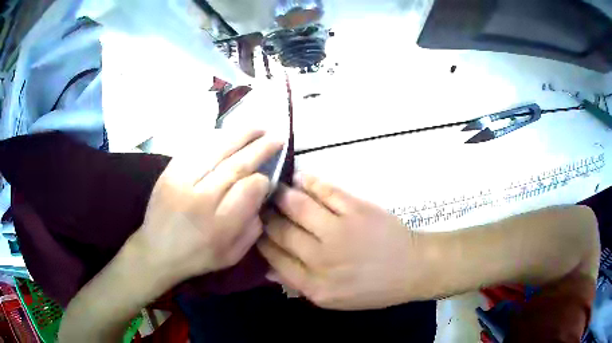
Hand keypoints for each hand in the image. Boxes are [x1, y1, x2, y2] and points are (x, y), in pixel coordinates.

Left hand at [129, 130, 282, 289]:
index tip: (269, 175)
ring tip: (256, 127)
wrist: (156, 251)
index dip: (263, 177)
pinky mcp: (168, 172)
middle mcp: (199, 199)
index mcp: (219, 226)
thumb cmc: (197, 256)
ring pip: (215, 151)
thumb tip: (261, 192)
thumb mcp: (232, 255)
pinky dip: (214, 138)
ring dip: (239, 136)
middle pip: (235, 165)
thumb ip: (252, 227)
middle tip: (276, 135)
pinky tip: (227, 134)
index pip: (249, 189)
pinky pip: (195, 148)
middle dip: (259, 147)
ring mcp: (180, 181)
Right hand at [258, 174, 429, 309]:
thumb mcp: (334, 300)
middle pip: (280, 230)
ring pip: (296, 206)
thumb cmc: (373, 288)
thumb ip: (300, 284)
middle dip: (264, 214)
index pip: (273, 257)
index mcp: (314, 285)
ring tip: (273, 187)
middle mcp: (321, 258)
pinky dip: (308, 181)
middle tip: (258, 202)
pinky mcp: (356, 209)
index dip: (260, 238)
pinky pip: (324, 190)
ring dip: (280, 194)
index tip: (254, 226)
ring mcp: (339, 231)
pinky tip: (298, 178)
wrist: (412, 269)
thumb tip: (268, 268)